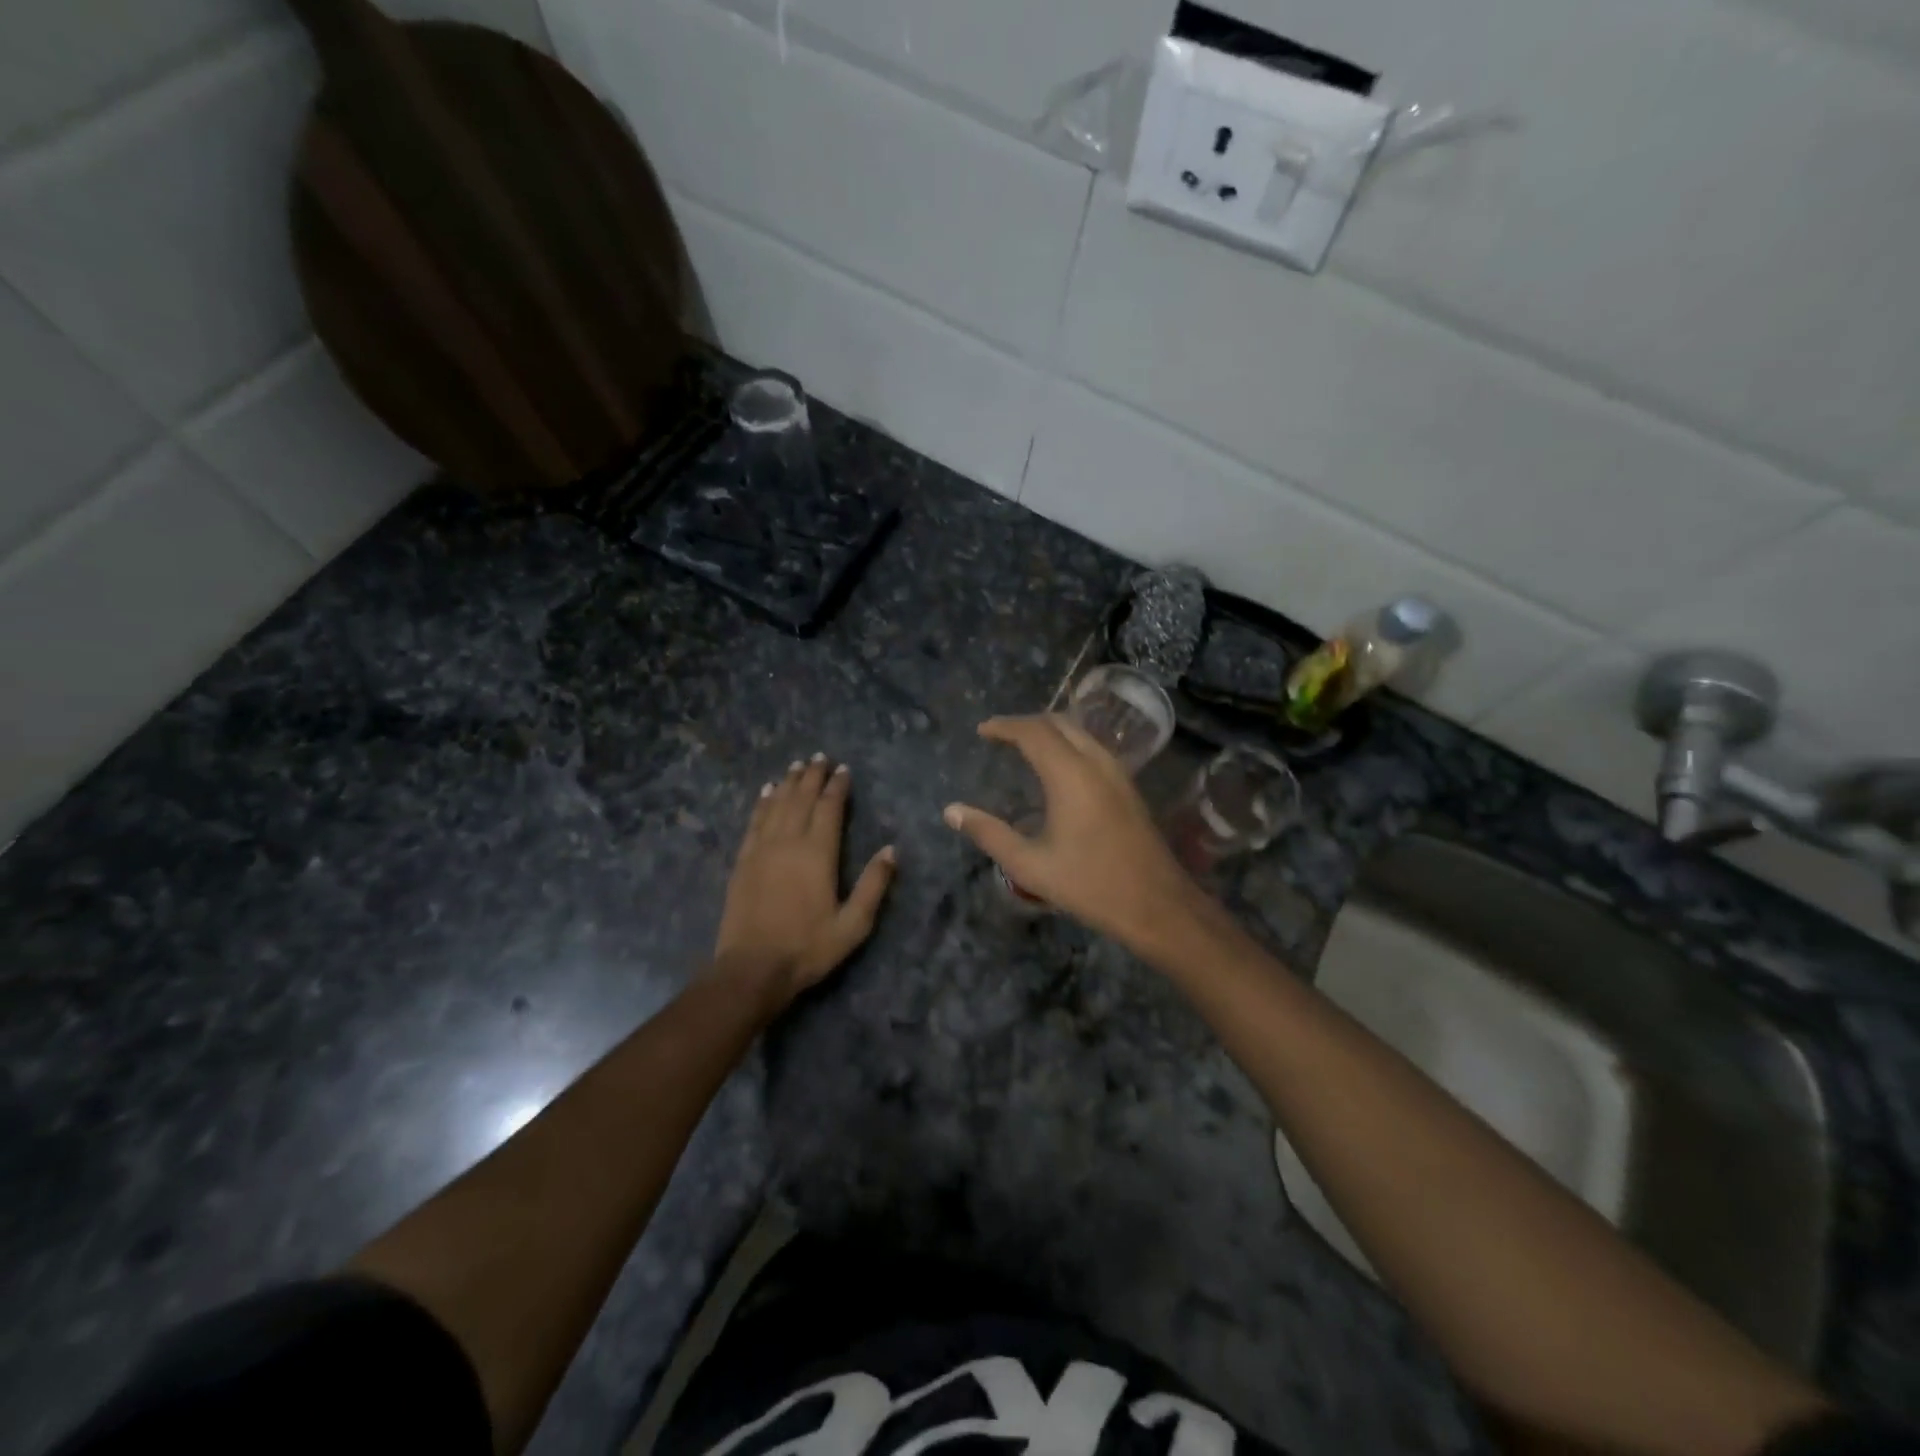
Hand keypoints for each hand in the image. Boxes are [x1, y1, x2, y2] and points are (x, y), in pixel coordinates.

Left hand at [711, 754, 895, 1016]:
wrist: (752, 968)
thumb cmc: (808, 948)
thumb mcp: (853, 925)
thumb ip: (873, 885)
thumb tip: (892, 850)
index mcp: (818, 853)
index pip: (829, 808)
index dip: (837, 787)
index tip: (843, 770)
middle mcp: (789, 842)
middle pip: (802, 799)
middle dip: (812, 776)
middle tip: (820, 757)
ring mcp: (762, 849)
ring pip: (777, 805)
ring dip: (788, 783)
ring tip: (797, 765)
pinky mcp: (743, 861)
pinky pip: (754, 822)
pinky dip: (762, 803)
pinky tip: (767, 792)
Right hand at [943, 716, 1203, 951]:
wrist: (1156, 904)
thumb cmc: (1089, 885)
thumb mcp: (1029, 865)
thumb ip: (988, 834)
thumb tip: (951, 810)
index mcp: (1069, 775)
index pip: (1033, 731)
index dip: (1005, 726)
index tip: (982, 731)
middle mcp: (1096, 763)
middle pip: (1058, 723)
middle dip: (1026, 723)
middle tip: (1000, 735)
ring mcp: (1117, 773)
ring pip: (1080, 732)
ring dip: (1050, 731)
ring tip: (1024, 746)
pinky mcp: (1128, 787)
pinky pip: (1093, 748)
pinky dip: (1068, 744)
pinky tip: (1057, 769)